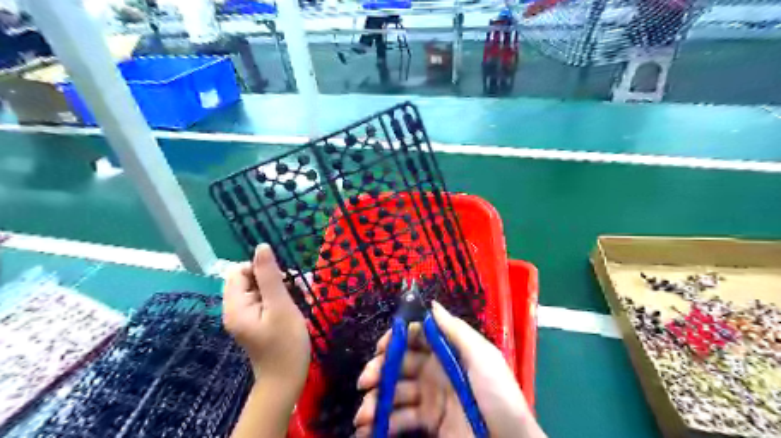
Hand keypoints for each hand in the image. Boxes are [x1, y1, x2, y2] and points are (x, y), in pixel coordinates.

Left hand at [220, 244, 308, 401]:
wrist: (286, 379)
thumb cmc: (286, 343)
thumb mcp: (280, 306)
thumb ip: (270, 276)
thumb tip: (261, 247)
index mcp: (235, 306)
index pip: (239, 271)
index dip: (260, 269)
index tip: (282, 280)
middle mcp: (235, 309)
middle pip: (248, 279)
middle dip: (273, 278)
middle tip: (294, 289)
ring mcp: (245, 317)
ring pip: (259, 289)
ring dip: (279, 287)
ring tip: (298, 297)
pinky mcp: (255, 322)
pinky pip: (264, 300)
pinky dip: (279, 298)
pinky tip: (294, 305)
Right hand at [353, 300, 544, 437]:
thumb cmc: (497, 393)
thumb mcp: (482, 356)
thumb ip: (455, 330)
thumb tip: (432, 304)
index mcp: (447, 351)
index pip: (416, 337)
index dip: (397, 339)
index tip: (381, 348)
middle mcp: (434, 370)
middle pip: (399, 364)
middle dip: (379, 370)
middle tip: (365, 382)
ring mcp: (429, 397)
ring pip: (395, 392)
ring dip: (375, 401)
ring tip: (363, 416)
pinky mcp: (428, 422)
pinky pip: (400, 419)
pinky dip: (382, 424)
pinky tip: (369, 429)